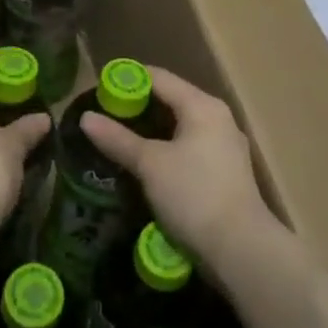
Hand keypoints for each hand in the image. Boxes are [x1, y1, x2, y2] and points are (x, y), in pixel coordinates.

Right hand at [81, 66, 274, 267]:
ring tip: (120, 138)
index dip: (127, 79)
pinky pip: (190, 147)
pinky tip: (147, 164)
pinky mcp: (226, 172)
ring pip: (181, 126)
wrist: (241, 249)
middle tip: (105, 115)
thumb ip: (118, 139)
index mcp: (202, 106)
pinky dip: (167, 148)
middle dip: (138, 106)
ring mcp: (225, 146)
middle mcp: (218, 118)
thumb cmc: (193, 194)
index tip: (99, 89)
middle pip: (171, 100)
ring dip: (151, 130)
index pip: (159, 78)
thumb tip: (86, 118)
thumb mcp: (150, 164)